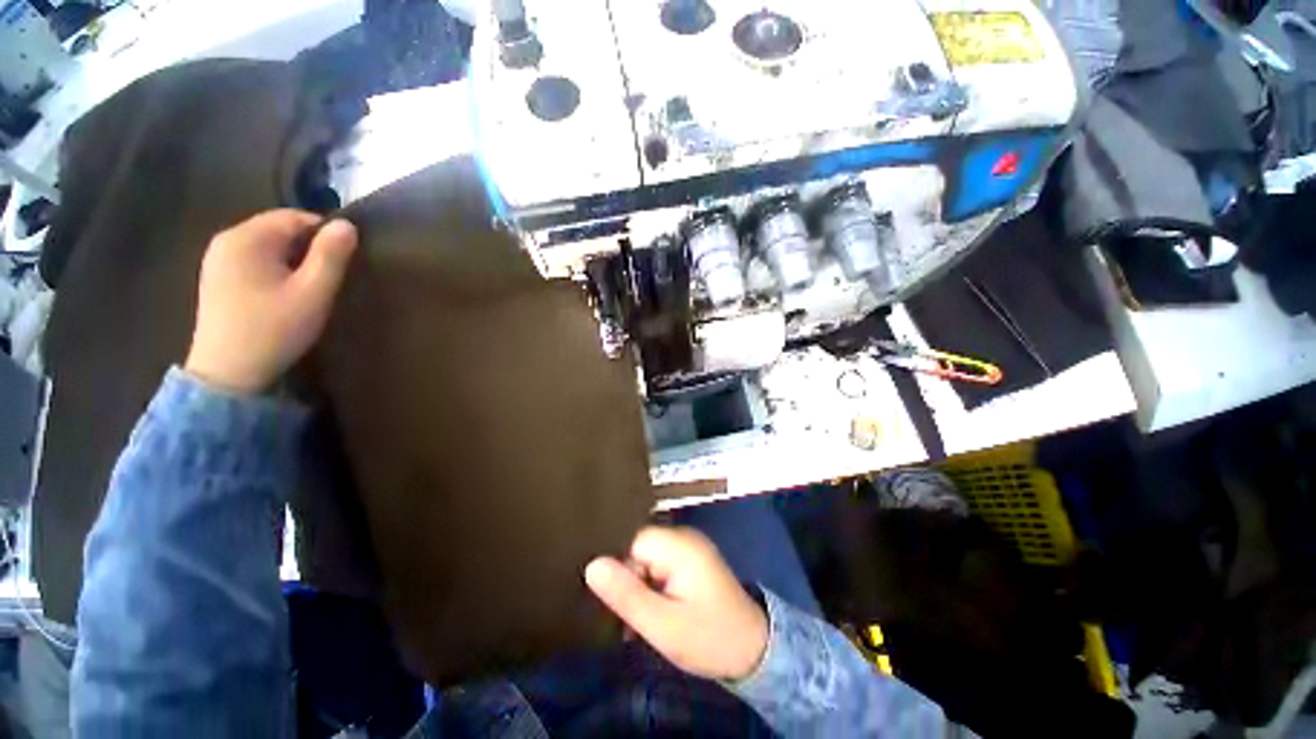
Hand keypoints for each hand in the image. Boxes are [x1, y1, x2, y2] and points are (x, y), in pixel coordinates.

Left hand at [185, 210, 357, 393]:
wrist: (228, 373)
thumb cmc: (275, 329)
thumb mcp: (313, 292)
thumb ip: (331, 256)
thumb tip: (348, 225)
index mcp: (246, 238)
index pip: (295, 217)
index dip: (325, 233)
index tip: (346, 259)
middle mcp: (226, 240)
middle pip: (279, 229)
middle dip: (309, 247)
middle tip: (331, 275)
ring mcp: (217, 259)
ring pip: (268, 245)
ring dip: (294, 259)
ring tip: (311, 285)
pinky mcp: (217, 278)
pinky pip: (255, 260)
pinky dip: (276, 268)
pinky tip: (285, 292)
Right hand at [585, 526, 768, 681]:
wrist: (753, 651)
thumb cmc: (708, 639)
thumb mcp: (663, 626)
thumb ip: (627, 594)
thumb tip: (592, 565)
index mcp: (679, 545)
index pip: (632, 540)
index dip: (618, 566)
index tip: (610, 598)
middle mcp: (684, 537)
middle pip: (638, 547)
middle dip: (627, 579)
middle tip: (623, 617)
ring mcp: (689, 547)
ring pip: (647, 558)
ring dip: (638, 585)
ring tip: (634, 620)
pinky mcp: (691, 560)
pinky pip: (659, 564)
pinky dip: (651, 585)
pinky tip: (649, 611)